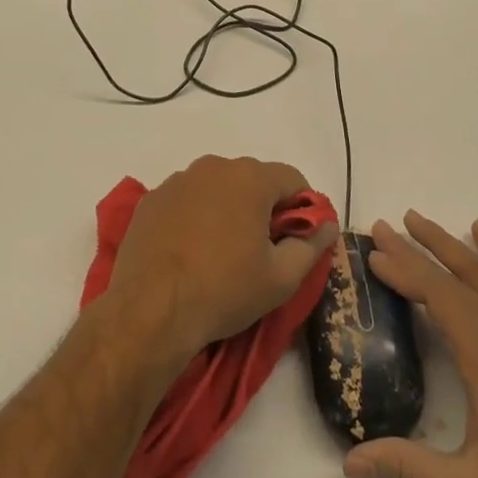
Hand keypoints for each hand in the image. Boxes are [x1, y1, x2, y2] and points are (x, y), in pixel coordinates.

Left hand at [109, 155, 337, 371]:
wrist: (150, 310)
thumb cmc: (224, 290)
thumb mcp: (280, 279)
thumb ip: (311, 247)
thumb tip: (327, 226)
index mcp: (250, 178)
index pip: (292, 179)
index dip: (303, 207)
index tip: (298, 239)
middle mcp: (214, 167)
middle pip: (253, 179)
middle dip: (264, 207)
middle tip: (262, 250)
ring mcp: (179, 180)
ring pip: (218, 187)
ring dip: (228, 209)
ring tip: (223, 252)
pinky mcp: (152, 199)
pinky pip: (186, 199)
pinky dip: (195, 216)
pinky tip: (190, 251)